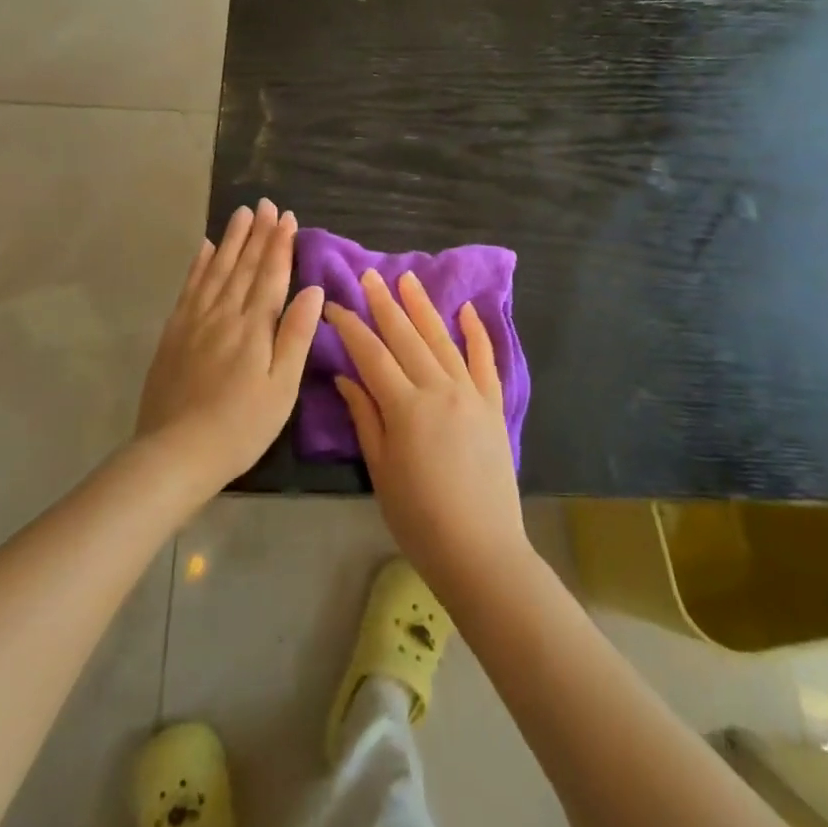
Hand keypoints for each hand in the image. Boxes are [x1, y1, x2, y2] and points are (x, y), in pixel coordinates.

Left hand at [136, 200, 323, 495]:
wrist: (176, 452)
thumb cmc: (241, 425)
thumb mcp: (282, 387)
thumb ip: (296, 335)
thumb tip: (312, 289)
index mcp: (254, 326)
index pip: (271, 275)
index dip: (281, 244)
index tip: (287, 216)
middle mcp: (224, 313)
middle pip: (244, 265)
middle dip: (258, 233)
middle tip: (265, 204)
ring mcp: (195, 321)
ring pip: (217, 269)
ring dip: (231, 240)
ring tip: (240, 214)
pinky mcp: (174, 333)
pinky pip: (190, 288)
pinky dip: (199, 265)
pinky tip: (205, 249)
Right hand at [328, 270, 529, 596]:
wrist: (481, 550)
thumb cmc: (419, 518)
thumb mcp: (380, 470)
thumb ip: (365, 418)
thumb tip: (346, 377)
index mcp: (405, 407)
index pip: (371, 354)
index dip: (350, 327)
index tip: (334, 305)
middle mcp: (439, 389)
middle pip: (406, 337)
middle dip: (384, 304)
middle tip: (368, 276)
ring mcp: (471, 394)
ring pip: (442, 339)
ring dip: (423, 307)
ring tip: (407, 280)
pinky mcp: (494, 405)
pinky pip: (485, 361)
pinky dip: (476, 333)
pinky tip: (466, 310)